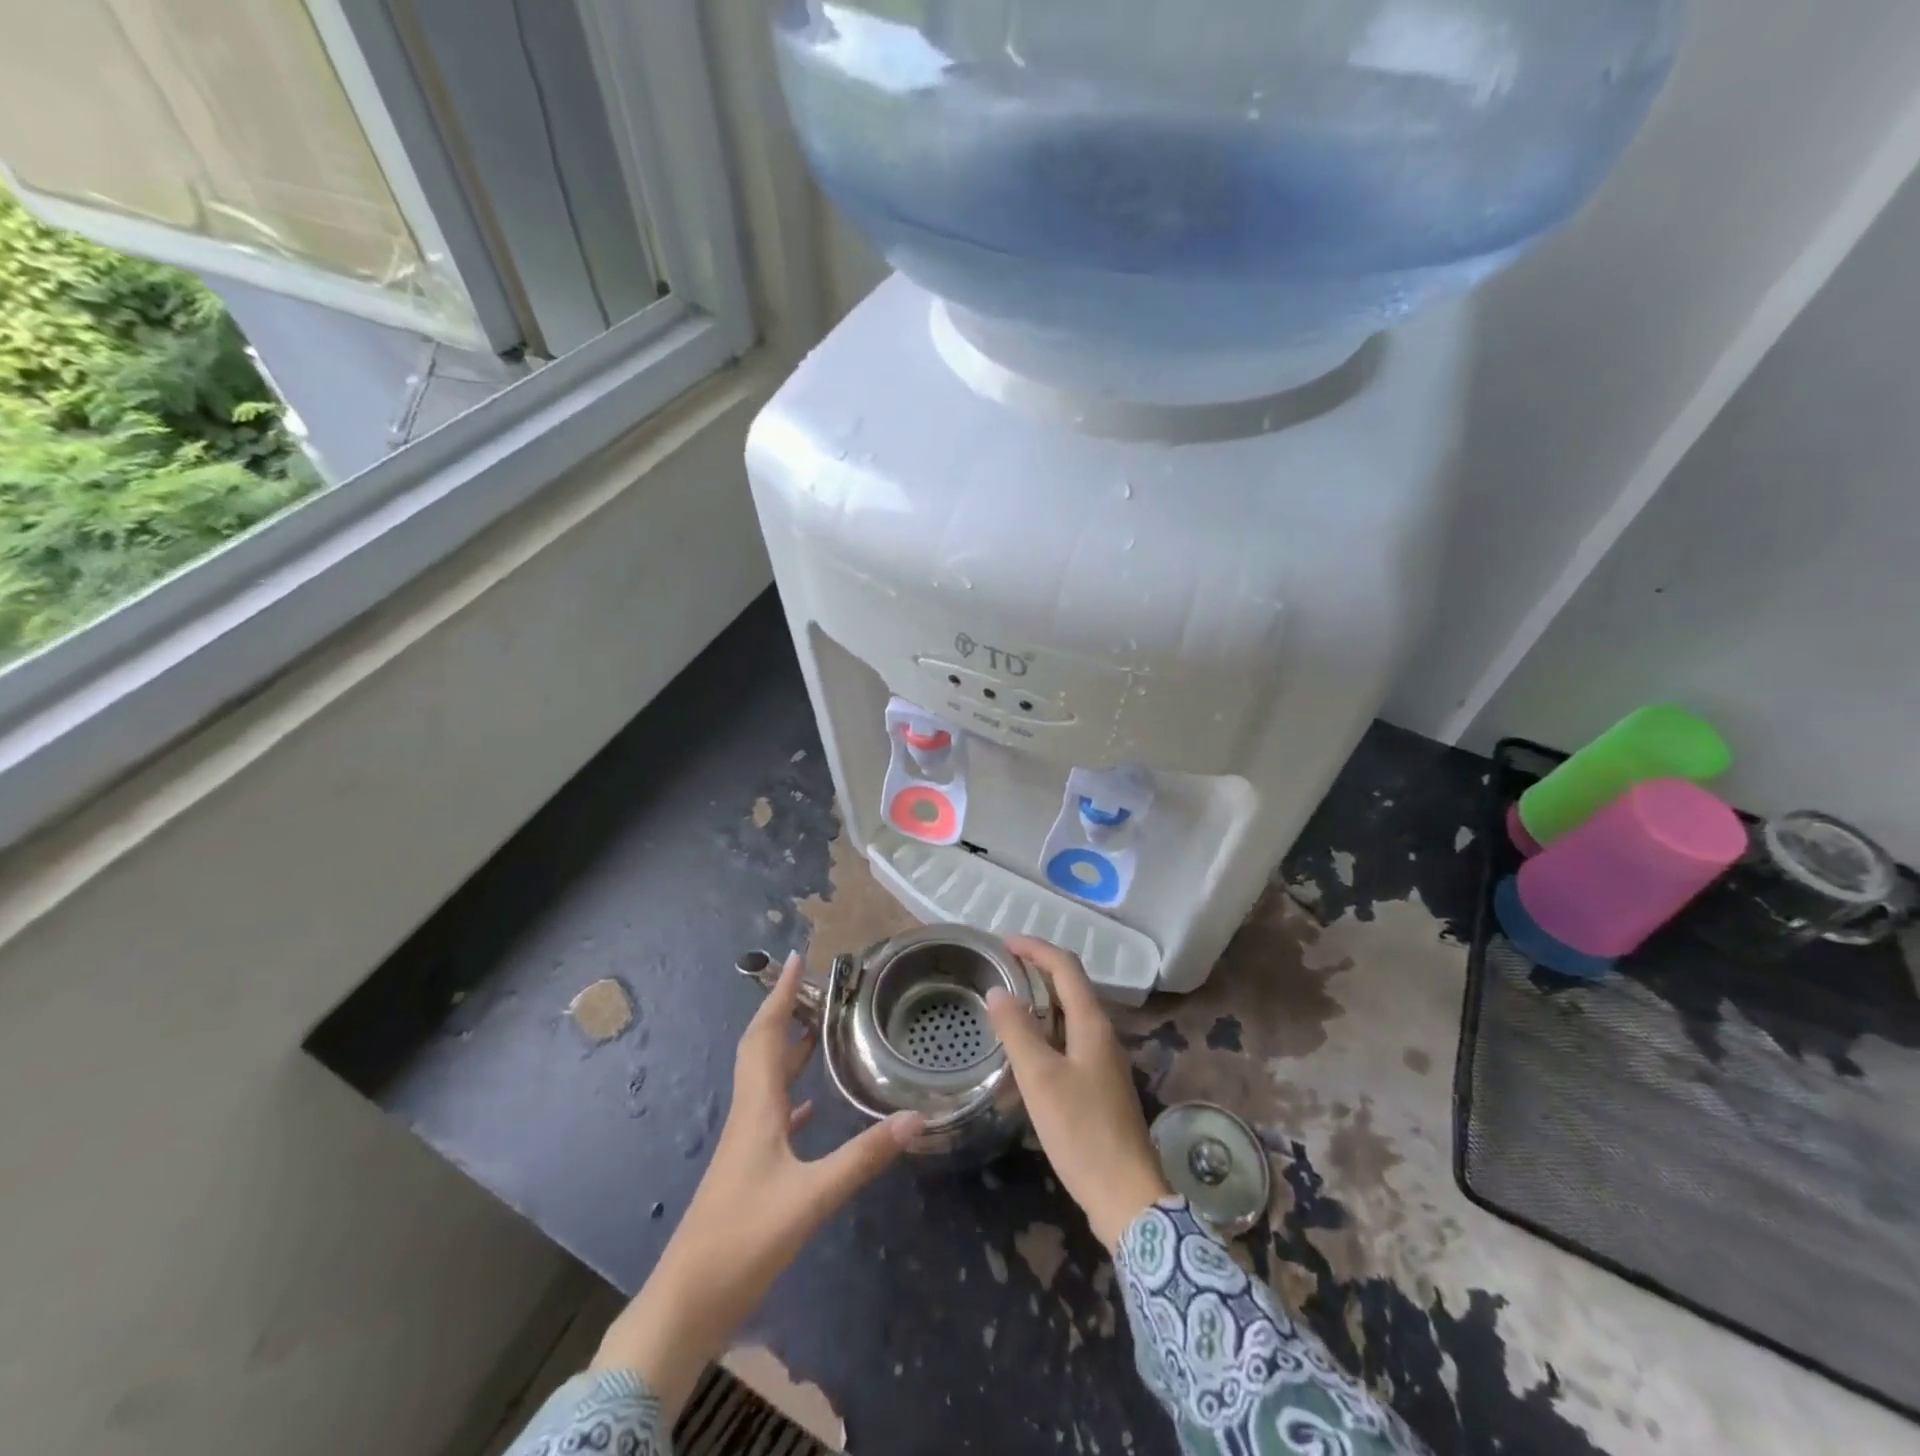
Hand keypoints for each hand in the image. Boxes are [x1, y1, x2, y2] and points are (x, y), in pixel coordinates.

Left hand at [592, 953, 922, 1412]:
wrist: (687, 1305)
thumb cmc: (743, 1241)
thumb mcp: (811, 1198)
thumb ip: (864, 1157)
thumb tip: (917, 1117)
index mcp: (757, 1108)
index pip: (766, 1035)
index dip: (780, 995)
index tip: (796, 958)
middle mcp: (749, 1114)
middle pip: (763, 1049)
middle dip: (786, 1011)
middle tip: (817, 987)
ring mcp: (746, 1143)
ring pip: (768, 1079)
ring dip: (790, 1049)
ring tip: (822, 1030)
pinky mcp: (749, 1169)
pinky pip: (773, 1114)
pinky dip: (792, 1096)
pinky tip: (812, 1106)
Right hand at [986, 937, 1171, 1250]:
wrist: (1127, 1197)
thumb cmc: (1082, 1132)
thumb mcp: (1040, 1079)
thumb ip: (1018, 1031)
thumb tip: (998, 990)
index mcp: (1092, 1024)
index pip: (1066, 967)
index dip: (1036, 948)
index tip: (1003, 943)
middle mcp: (1102, 1034)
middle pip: (1070, 987)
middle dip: (1037, 970)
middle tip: (1000, 971)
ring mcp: (1104, 1061)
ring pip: (1070, 1015)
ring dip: (1040, 1001)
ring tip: (1006, 1004)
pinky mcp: (1100, 1086)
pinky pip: (1070, 1040)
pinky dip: (1045, 1031)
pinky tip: (1025, 1050)